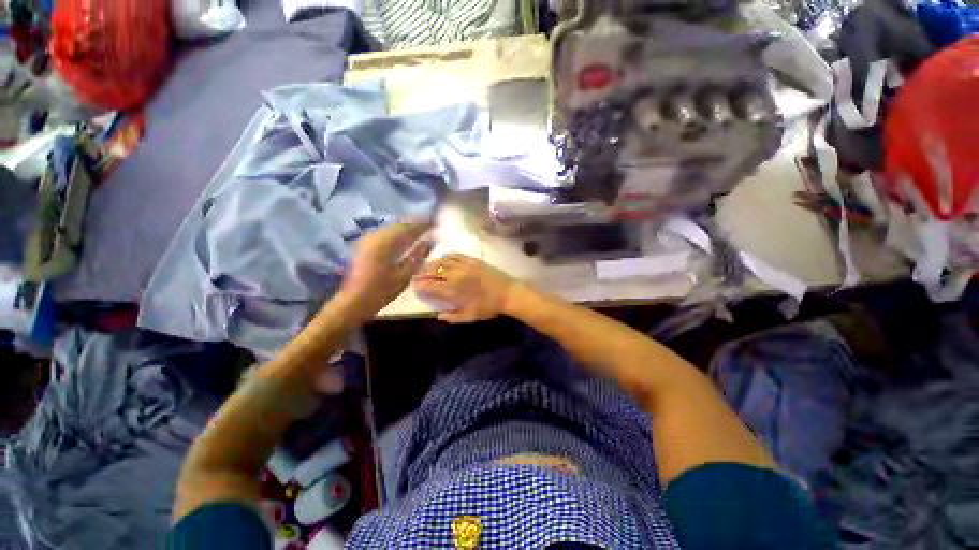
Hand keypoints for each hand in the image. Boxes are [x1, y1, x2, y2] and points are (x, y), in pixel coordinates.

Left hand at [337, 222, 432, 319]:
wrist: (355, 300)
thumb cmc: (382, 290)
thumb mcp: (405, 275)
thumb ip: (418, 256)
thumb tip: (428, 242)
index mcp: (386, 243)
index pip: (409, 228)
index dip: (423, 224)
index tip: (436, 222)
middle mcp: (376, 236)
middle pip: (399, 224)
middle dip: (415, 223)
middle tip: (430, 224)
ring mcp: (368, 239)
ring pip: (391, 227)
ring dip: (406, 227)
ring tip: (420, 229)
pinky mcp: (365, 244)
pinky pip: (385, 233)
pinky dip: (397, 232)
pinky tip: (404, 237)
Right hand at [412, 254, 516, 322]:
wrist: (508, 293)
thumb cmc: (489, 307)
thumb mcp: (470, 316)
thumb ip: (453, 317)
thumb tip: (438, 315)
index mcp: (455, 291)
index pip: (432, 287)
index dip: (421, 286)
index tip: (414, 286)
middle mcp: (457, 275)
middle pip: (434, 271)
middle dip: (422, 273)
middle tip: (416, 275)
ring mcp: (464, 265)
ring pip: (442, 261)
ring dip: (432, 263)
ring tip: (426, 266)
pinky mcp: (472, 259)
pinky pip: (455, 255)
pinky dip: (445, 257)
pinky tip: (442, 259)